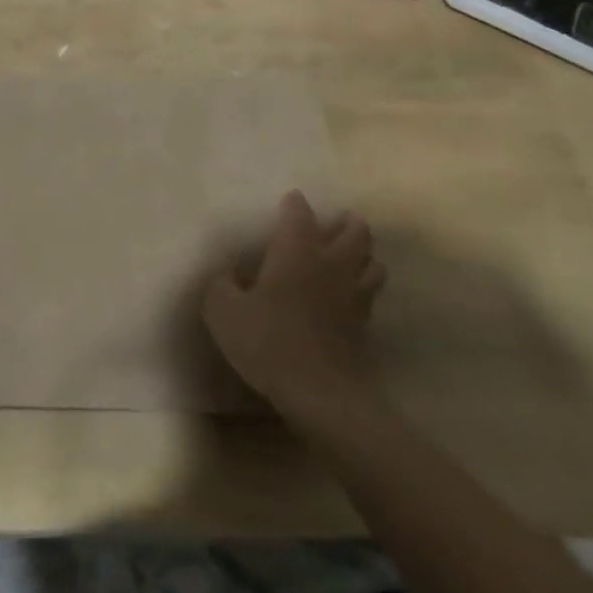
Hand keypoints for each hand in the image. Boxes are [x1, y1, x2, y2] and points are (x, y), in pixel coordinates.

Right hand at [203, 191, 385, 422]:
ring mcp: (353, 292)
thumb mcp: (223, 311)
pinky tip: (352, 294)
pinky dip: (365, 285)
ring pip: (372, 260)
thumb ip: (220, 285)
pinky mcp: (365, 323)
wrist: (320, 392)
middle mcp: (330, 261)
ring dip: (364, 253)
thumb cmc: (268, 340)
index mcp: (296, 249)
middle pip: (354, 230)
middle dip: (347, 222)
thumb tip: (227, 275)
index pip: (299, 212)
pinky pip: (371, 293)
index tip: (290, 201)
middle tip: (338, 222)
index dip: (294, 204)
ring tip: (352, 255)